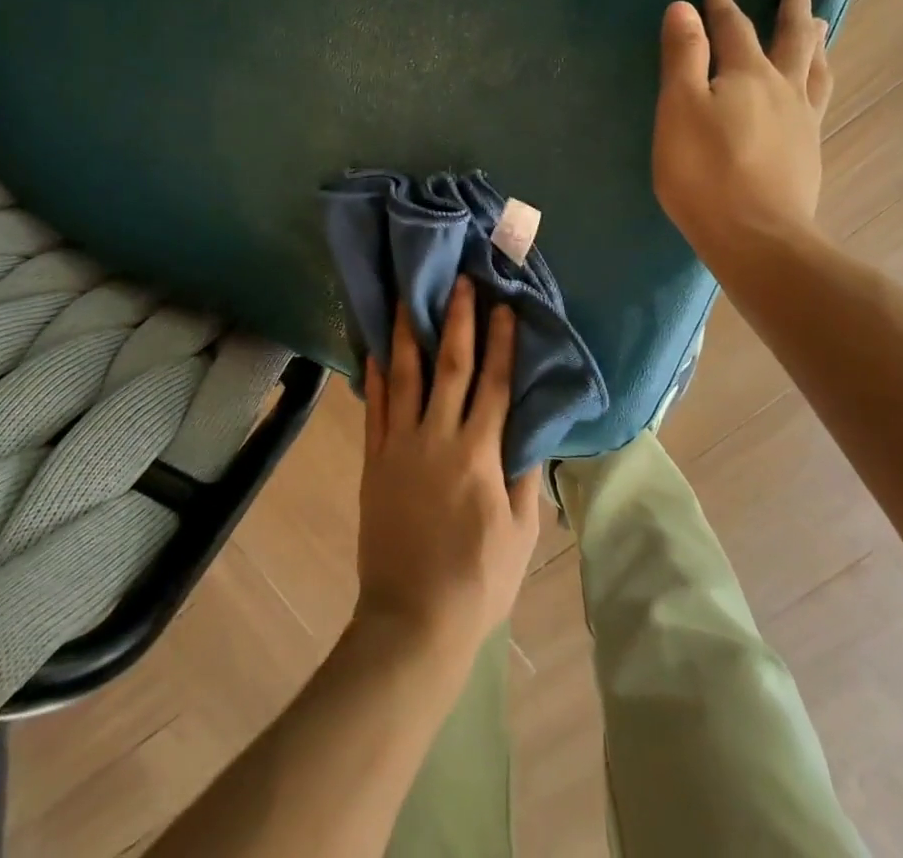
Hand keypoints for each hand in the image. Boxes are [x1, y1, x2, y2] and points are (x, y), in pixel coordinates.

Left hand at [355, 280, 542, 664]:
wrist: (413, 620)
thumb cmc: (478, 581)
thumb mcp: (521, 533)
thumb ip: (523, 475)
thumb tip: (527, 431)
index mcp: (479, 454)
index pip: (494, 384)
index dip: (501, 342)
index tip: (503, 306)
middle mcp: (438, 438)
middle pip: (451, 367)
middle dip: (457, 320)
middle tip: (459, 281)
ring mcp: (400, 446)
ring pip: (406, 376)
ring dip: (409, 333)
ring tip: (408, 295)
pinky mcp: (375, 461)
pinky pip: (375, 408)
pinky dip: (376, 374)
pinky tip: (376, 346)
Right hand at [652, 0, 832, 263]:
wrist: (757, 236)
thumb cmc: (705, 171)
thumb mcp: (679, 108)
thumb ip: (683, 56)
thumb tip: (683, 8)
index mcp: (748, 75)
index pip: (734, 29)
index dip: (723, 8)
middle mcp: (783, 89)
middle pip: (792, 40)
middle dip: (793, 11)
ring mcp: (802, 121)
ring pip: (814, 70)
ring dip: (816, 43)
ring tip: (821, 28)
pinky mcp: (808, 152)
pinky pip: (819, 100)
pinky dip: (819, 80)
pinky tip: (815, 90)